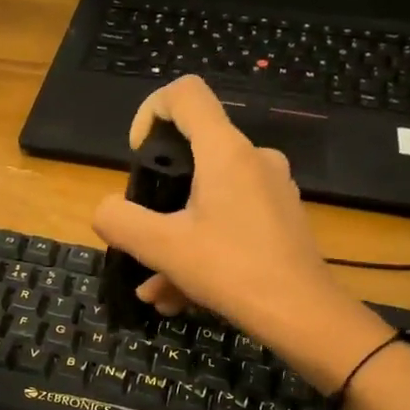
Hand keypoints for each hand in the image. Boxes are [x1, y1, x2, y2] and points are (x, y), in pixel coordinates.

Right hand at [91, 76, 388, 366]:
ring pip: (207, 199)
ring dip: (174, 239)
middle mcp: (253, 159)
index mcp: (225, 151)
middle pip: (192, 153)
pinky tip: (181, 296)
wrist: (303, 315)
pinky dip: (200, 249)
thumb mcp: (162, 247)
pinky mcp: (279, 218)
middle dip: (157, 199)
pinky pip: (228, 221)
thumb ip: (120, 220)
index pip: (185, 94)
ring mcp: (271, 189)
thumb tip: (106, 209)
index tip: (138, 155)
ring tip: (155, 288)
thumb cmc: (232, 270)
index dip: (150, 111)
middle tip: (141, 238)